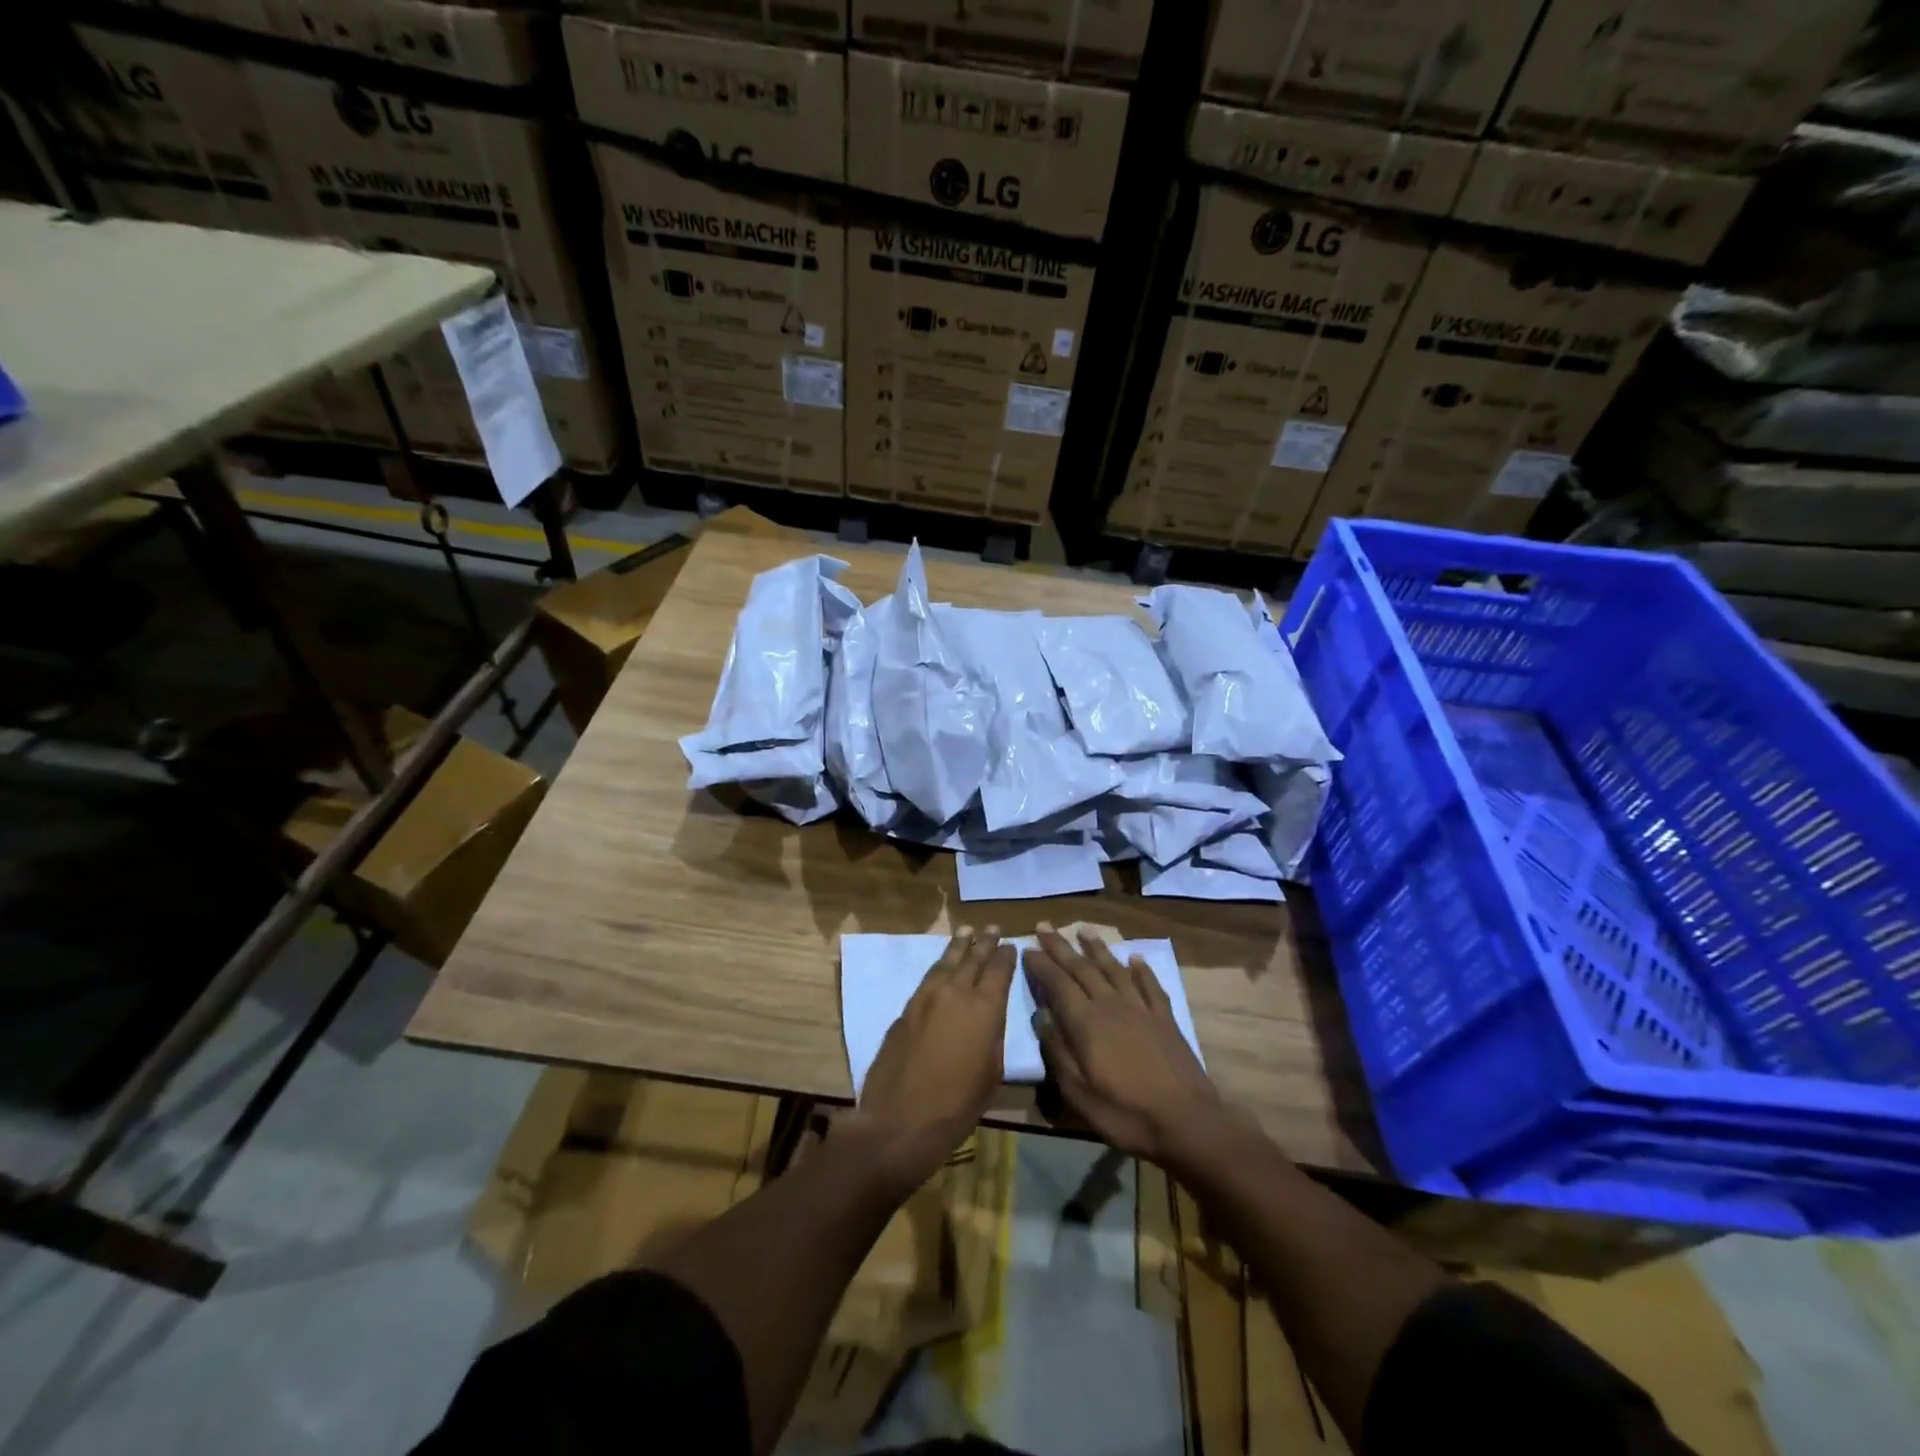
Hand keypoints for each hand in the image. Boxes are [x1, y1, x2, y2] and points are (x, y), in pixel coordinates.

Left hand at [846, 926, 1015, 1196]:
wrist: (900, 1120)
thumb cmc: (957, 1105)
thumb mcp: (990, 1073)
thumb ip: (992, 1037)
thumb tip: (988, 1019)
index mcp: (984, 1008)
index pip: (999, 970)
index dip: (1006, 956)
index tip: (1011, 945)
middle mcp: (955, 993)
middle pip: (972, 958)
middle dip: (984, 942)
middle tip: (992, 928)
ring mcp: (926, 998)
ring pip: (946, 962)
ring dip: (958, 945)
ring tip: (967, 931)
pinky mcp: (905, 1009)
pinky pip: (927, 978)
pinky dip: (939, 966)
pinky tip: (942, 965)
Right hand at [1026, 924, 1229, 1168]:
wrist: (1187, 1122)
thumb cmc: (1125, 1113)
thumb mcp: (1078, 1093)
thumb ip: (1057, 1052)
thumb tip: (1041, 1017)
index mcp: (1086, 1022)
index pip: (1057, 983)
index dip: (1041, 965)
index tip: (1027, 948)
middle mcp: (1111, 1004)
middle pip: (1082, 968)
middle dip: (1060, 946)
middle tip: (1044, 926)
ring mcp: (1141, 1008)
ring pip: (1114, 968)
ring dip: (1097, 948)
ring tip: (1083, 930)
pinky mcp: (1165, 1018)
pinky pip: (1150, 985)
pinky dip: (1141, 969)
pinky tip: (1135, 958)